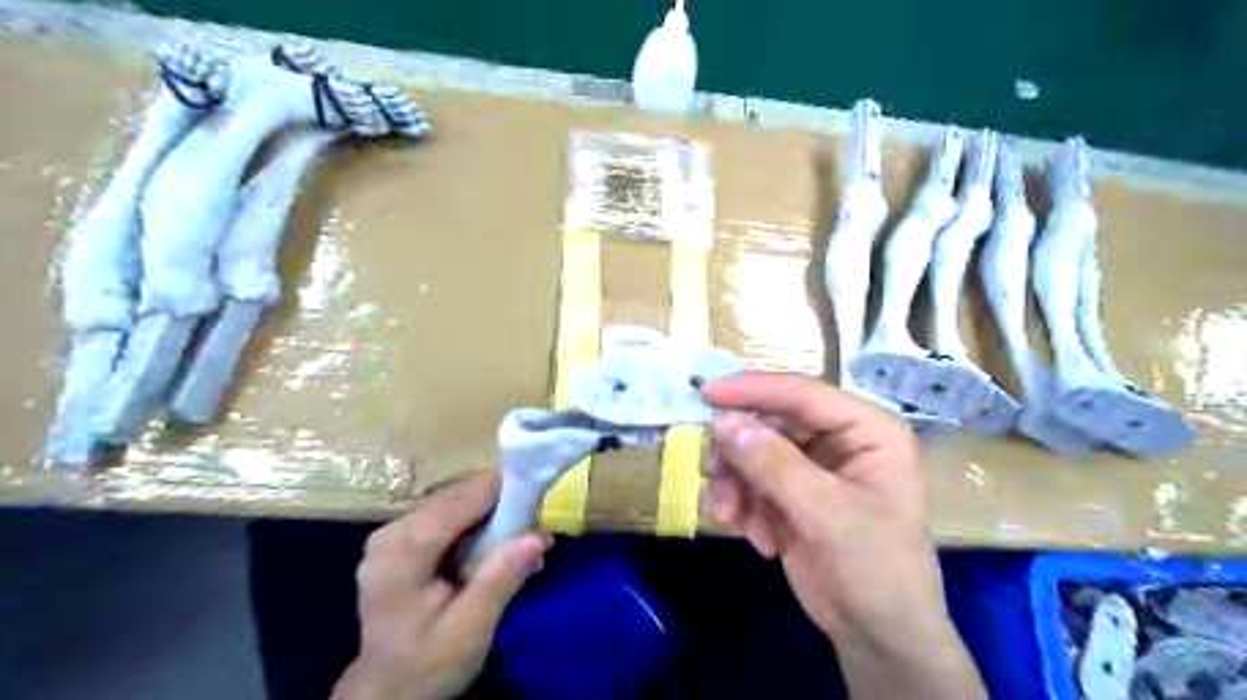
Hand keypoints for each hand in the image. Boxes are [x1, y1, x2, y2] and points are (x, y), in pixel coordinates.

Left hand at [333, 473, 546, 696]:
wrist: (389, 693)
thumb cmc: (429, 665)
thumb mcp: (471, 630)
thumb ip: (501, 579)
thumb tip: (539, 536)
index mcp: (402, 552)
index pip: (459, 501)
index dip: (502, 493)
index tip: (541, 500)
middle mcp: (391, 533)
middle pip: (458, 499)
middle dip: (500, 509)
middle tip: (536, 532)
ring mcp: (393, 534)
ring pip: (456, 505)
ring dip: (491, 518)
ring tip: (520, 543)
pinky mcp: (401, 540)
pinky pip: (448, 518)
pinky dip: (476, 527)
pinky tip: (493, 550)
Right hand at [699, 375, 984, 699]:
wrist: (879, 638)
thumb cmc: (875, 570)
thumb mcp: (826, 514)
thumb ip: (773, 464)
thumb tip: (722, 424)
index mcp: (866, 429)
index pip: (801, 393)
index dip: (752, 390)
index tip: (704, 394)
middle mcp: (838, 440)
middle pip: (770, 423)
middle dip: (738, 451)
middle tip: (711, 471)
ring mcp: (812, 468)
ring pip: (754, 452)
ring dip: (735, 483)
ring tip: (730, 515)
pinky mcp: (792, 495)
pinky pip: (751, 482)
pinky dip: (742, 505)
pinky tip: (758, 538)